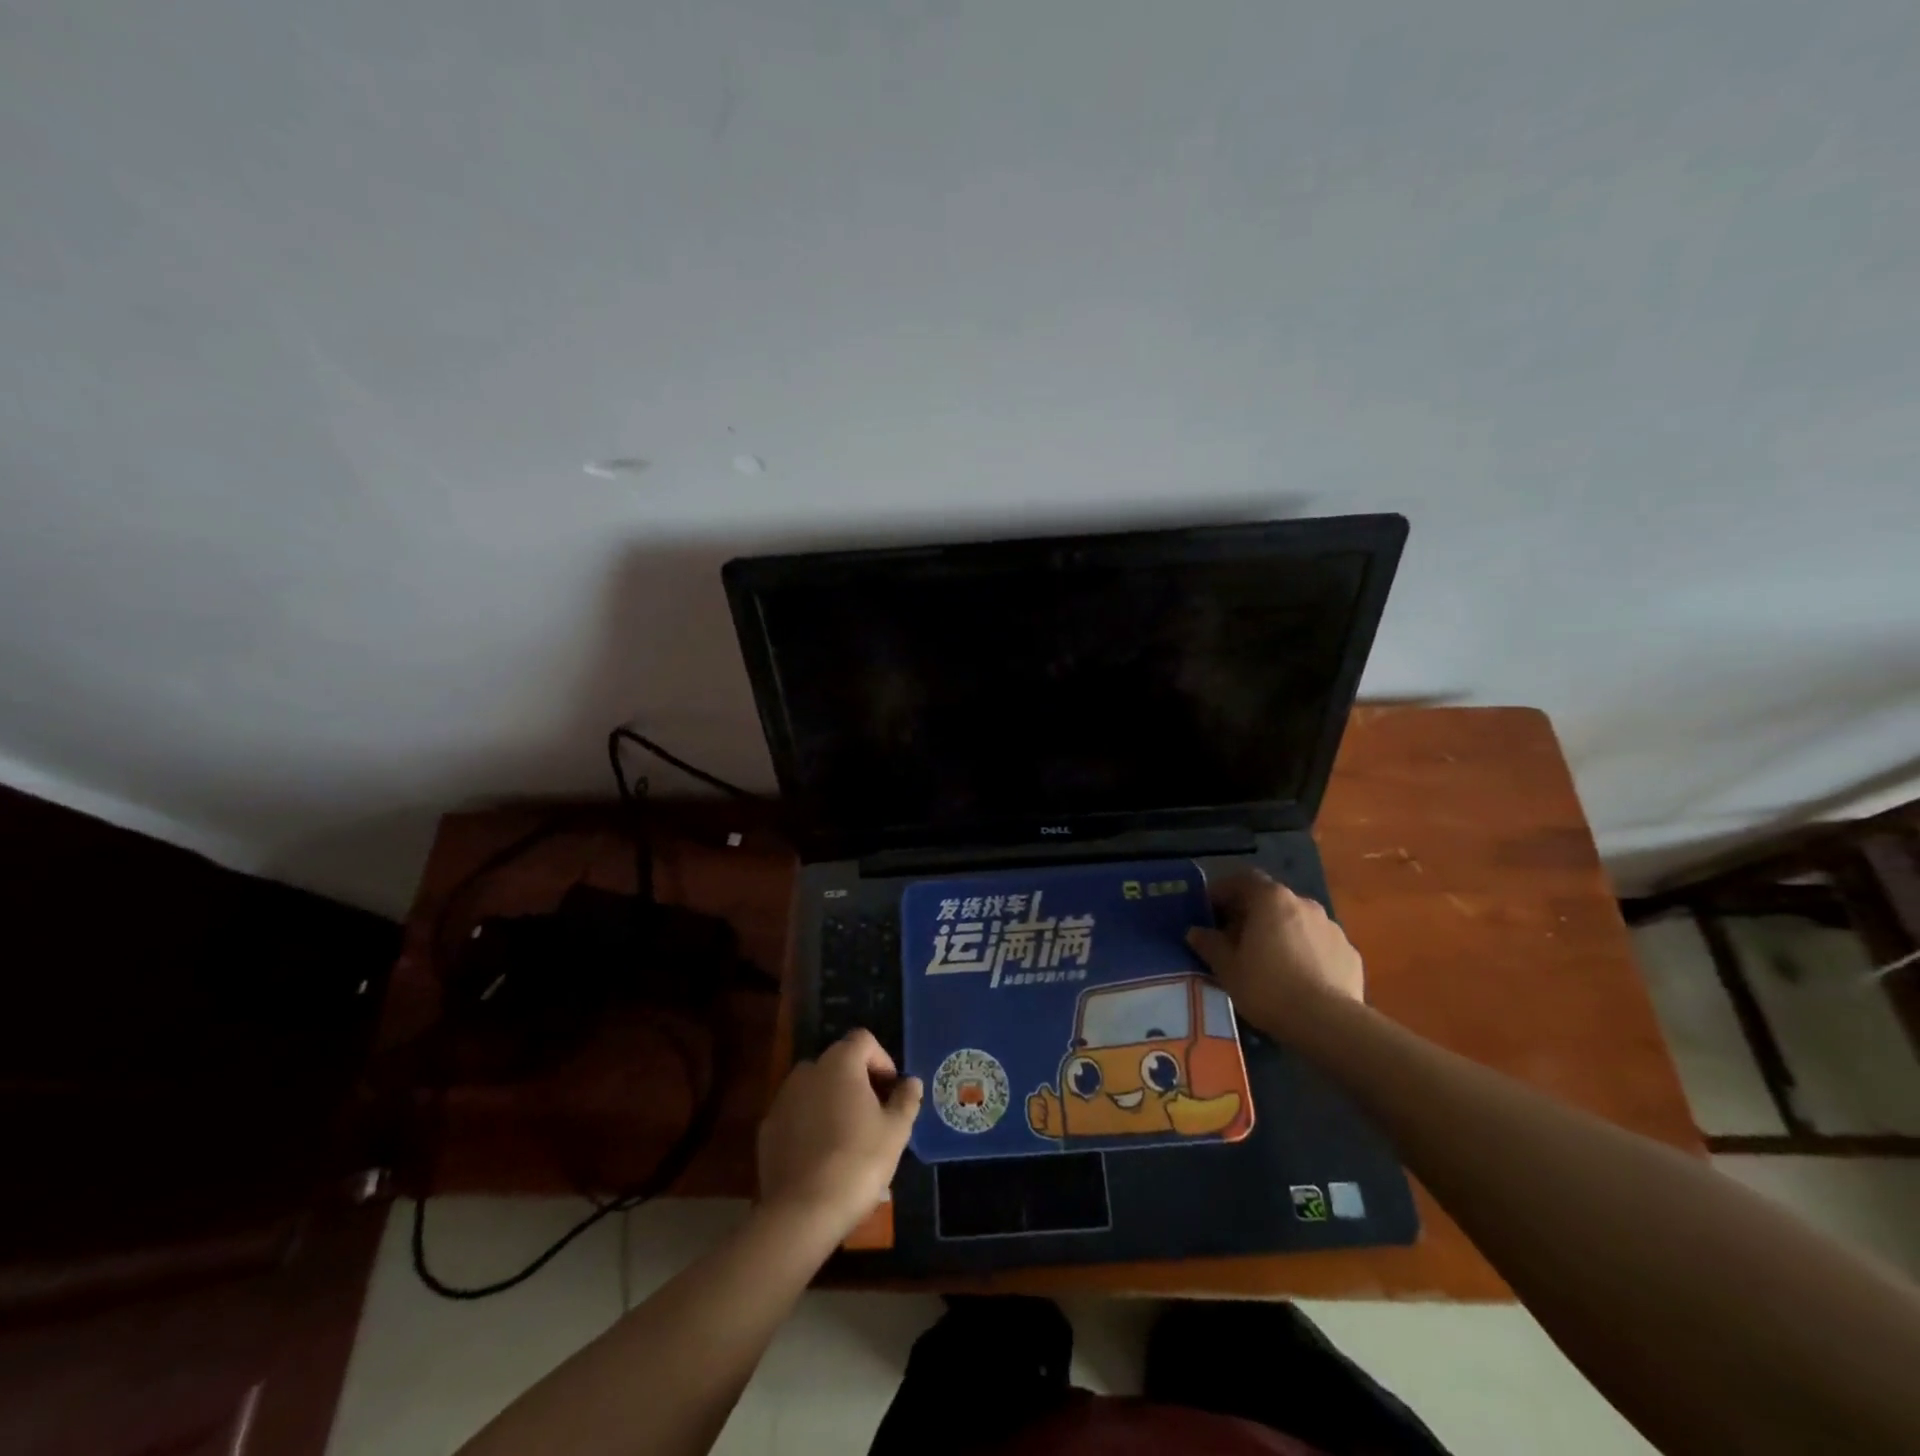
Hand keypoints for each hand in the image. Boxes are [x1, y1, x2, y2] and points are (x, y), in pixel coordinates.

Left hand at [756, 1029, 921, 1240]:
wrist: (802, 1212)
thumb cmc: (858, 1162)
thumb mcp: (896, 1132)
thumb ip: (906, 1100)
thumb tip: (911, 1082)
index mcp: (840, 1064)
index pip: (862, 1040)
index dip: (881, 1059)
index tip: (890, 1090)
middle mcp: (808, 1071)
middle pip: (837, 1062)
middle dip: (856, 1080)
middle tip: (872, 1113)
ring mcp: (783, 1099)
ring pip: (814, 1087)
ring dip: (831, 1099)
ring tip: (846, 1135)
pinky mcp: (767, 1128)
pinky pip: (795, 1113)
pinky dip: (809, 1122)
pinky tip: (820, 1154)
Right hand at [1186, 870, 1364, 1039]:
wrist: (1328, 1023)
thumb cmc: (1267, 987)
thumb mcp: (1227, 968)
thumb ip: (1210, 944)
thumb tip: (1195, 932)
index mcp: (1271, 899)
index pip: (1242, 880)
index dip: (1223, 891)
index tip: (1209, 910)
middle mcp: (1303, 903)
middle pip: (1270, 900)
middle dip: (1251, 914)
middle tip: (1235, 938)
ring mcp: (1331, 927)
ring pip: (1296, 922)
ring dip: (1280, 932)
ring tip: (1268, 960)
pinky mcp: (1349, 952)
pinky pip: (1318, 944)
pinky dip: (1304, 952)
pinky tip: (1297, 977)